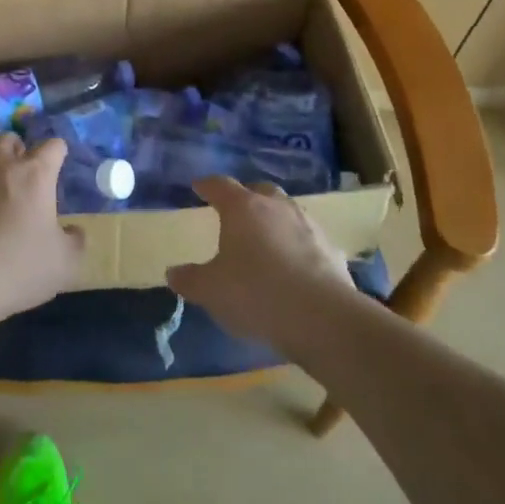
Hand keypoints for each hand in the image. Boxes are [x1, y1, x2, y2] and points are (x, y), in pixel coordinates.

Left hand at [0, 133, 84, 330]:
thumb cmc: (18, 268)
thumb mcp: (65, 264)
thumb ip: (75, 242)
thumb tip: (74, 231)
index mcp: (34, 174)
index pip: (53, 146)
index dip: (58, 153)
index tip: (59, 164)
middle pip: (8, 139)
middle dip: (17, 149)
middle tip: (22, 173)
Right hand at [166, 175, 354, 352]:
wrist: (322, 317)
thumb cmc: (256, 294)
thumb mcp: (212, 291)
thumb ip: (190, 279)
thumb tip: (173, 273)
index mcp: (243, 208)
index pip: (220, 186)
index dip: (207, 186)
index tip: (199, 186)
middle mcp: (276, 207)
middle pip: (259, 190)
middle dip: (246, 196)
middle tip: (235, 211)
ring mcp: (308, 225)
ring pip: (287, 211)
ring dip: (275, 219)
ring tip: (266, 238)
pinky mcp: (331, 249)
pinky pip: (308, 239)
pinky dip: (298, 245)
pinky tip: (294, 265)